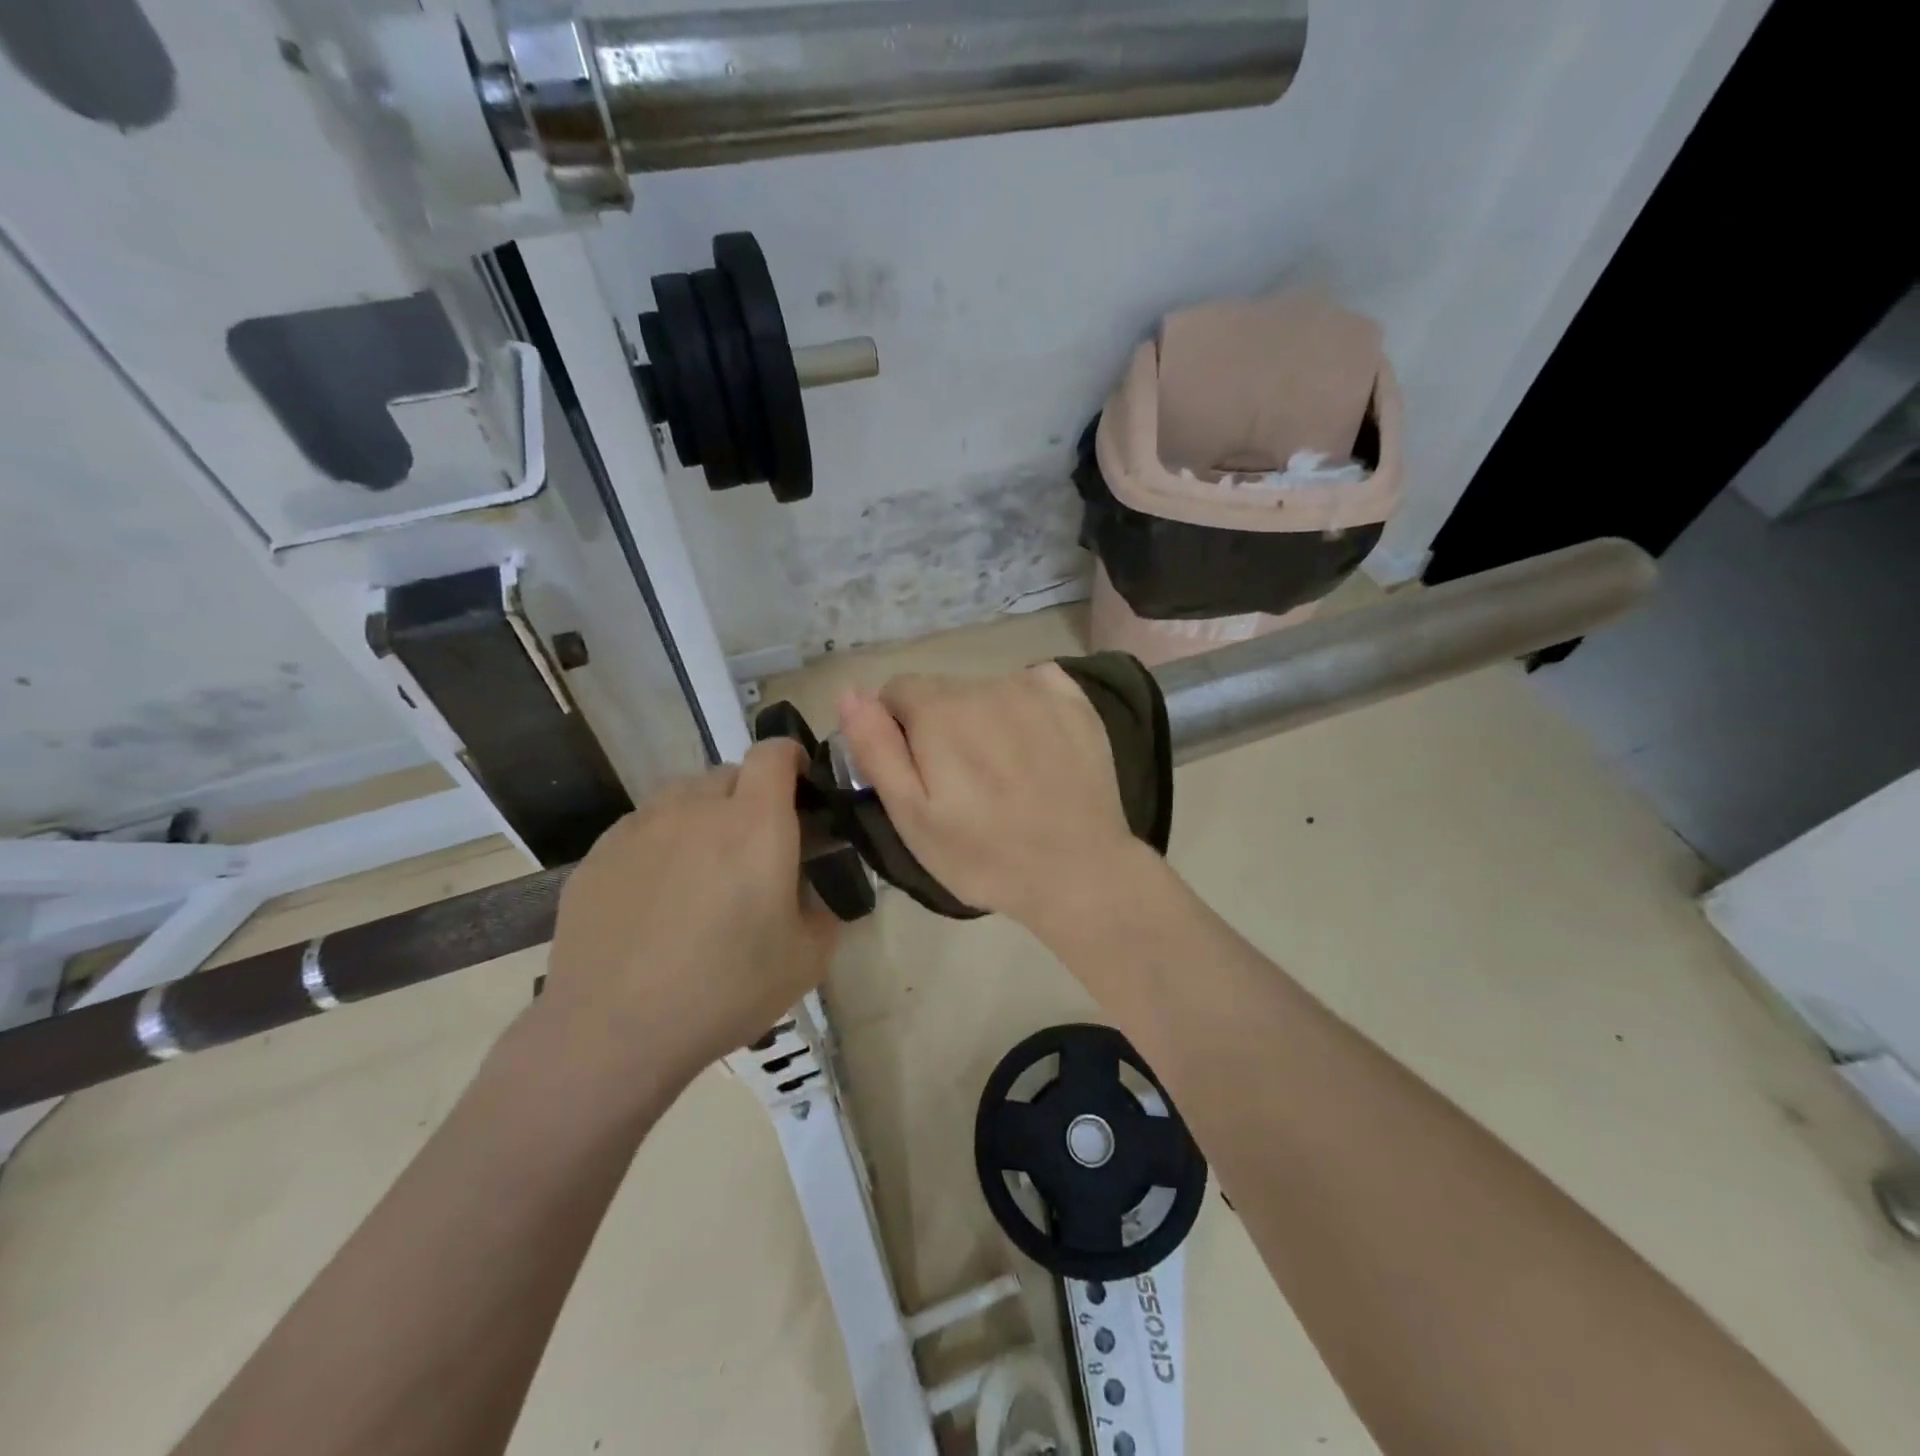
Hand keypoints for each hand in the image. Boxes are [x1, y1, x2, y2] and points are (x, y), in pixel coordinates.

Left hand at [538, 740, 838, 1085]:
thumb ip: (827, 908)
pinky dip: (663, 840)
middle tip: (756, 847)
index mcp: (755, 824)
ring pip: (683, 794)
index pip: (775, 753)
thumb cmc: (725, 990)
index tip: (801, 791)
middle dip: (752, 796)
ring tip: (704, 867)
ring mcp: (641, 826)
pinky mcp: (600, 852)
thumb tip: (819, 889)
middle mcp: (697, 808)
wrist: (613, 1032)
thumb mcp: (807, 958)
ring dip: (705, 814)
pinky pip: (644, 825)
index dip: (793, 760)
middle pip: (730, 772)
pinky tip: (658, 893)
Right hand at [837, 665, 1150, 929]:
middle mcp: (985, 683)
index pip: (896, 693)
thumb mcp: (911, 816)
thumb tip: (850, 693)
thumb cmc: (984, 855)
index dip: (898, 732)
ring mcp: (1035, 688)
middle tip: (962, 785)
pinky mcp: (1074, 700)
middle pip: (942, 691)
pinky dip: (1026, 707)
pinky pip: (1033, 684)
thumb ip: (876, 748)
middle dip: (939, 727)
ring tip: (1003, 774)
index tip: (919, 775)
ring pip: (985, 690)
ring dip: (982, 719)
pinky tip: (1036, 747)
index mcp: (939, 710)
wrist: (1078, 873)